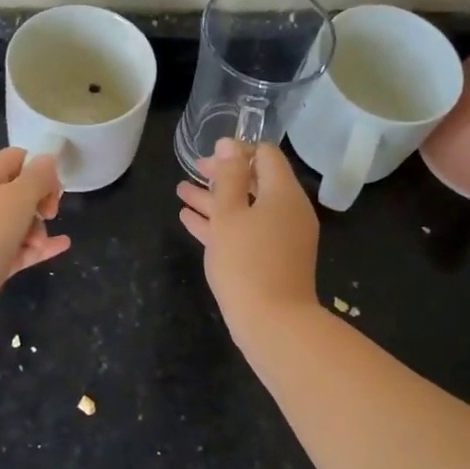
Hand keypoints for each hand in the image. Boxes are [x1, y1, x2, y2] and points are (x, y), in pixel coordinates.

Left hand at [0, 147, 70, 340]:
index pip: (16, 159)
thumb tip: (48, 159)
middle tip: (49, 214)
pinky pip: (19, 250)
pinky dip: (39, 247)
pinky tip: (62, 246)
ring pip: (20, 223)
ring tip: (38, 244)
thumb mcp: (16, 197)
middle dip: (41, 201)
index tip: (55, 188)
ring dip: (38, 229)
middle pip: (20, 192)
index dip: (40, 168)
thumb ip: (37, 177)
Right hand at [176, 138, 318, 334]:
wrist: (273, 324)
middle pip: (254, 182)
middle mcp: (288, 211)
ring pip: (245, 209)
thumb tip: (229, 144)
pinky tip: (190, 220)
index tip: (208, 156)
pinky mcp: (272, 259)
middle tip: (192, 171)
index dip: (236, 150)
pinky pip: (246, 231)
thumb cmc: (247, 262)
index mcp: (283, 193)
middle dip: (221, 175)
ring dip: (214, 199)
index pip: (265, 155)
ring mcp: (282, 237)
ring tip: (181, 192)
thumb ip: (228, 177)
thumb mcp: (229, 214)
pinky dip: (221, 223)